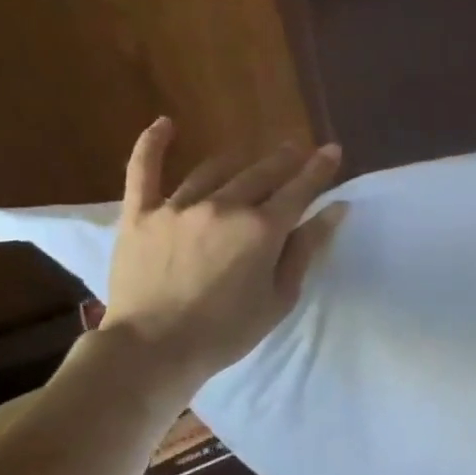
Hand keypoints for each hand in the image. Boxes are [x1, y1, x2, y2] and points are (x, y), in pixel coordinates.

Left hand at [98, 119, 344, 399]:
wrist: (153, 349)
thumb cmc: (227, 331)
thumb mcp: (280, 297)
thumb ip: (306, 249)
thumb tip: (335, 209)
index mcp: (262, 229)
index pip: (300, 189)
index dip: (320, 168)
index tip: (333, 150)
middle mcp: (224, 205)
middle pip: (262, 172)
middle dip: (285, 159)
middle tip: (297, 150)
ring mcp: (178, 205)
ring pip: (216, 170)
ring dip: (240, 159)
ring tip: (251, 156)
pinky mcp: (140, 213)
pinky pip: (144, 170)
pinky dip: (153, 144)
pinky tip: (165, 124)